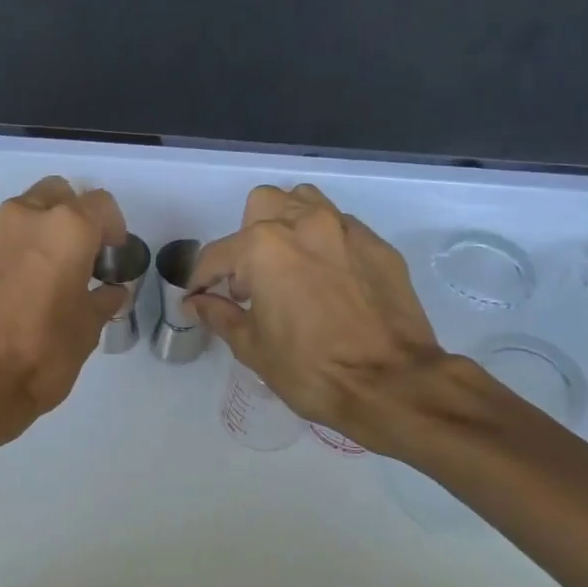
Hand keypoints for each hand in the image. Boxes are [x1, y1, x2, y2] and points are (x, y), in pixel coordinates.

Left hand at [0, 176, 129, 440]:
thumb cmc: (44, 352)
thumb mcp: (87, 328)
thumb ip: (101, 300)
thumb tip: (111, 292)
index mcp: (67, 227)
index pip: (101, 205)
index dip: (114, 228)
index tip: (114, 255)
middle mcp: (28, 217)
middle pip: (59, 195)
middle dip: (76, 216)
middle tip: (85, 254)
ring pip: (29, 211)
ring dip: (45, 230)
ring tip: (55, 271)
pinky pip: (7, 237)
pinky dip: (22, 248)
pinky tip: (28, 285)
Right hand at [188, 184, 446, 452]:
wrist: (392, 383)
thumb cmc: (310, 369)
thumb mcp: (252, 347)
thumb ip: (219, 315)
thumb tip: (196, 303)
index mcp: (263, 247)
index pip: (217, 255)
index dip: (201, 279)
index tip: (198, 298)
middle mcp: (304, 224)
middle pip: (262, 206)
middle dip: (246, 238)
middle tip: (249, 280)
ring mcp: (346, 230)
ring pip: (305, 203)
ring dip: (287, 225)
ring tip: (288, 266)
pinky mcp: (379, 246)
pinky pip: (341, 228)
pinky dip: (324, 243)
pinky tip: (327, 279)